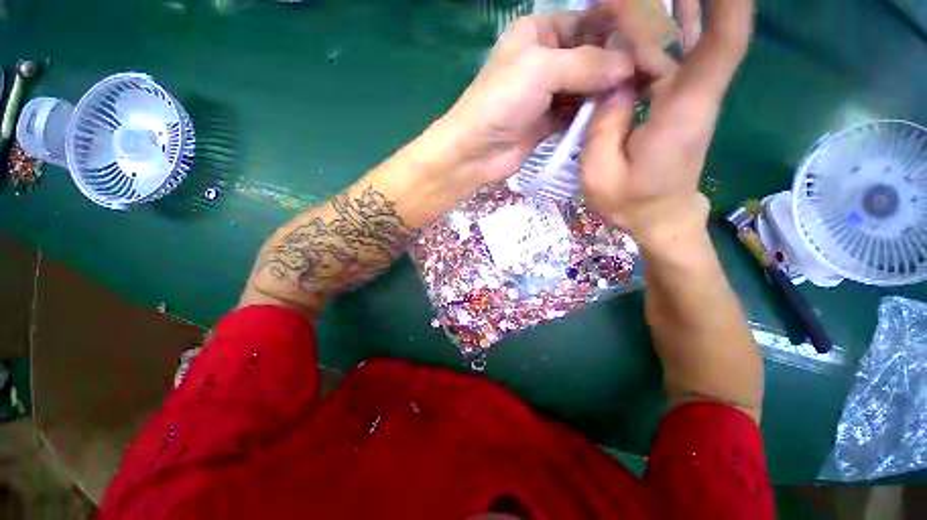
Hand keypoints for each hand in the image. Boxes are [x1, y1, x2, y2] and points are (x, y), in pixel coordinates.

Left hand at [438, 3, 633, 191]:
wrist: (475, 152)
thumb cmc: (500, 103)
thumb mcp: (541, 70)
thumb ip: (586, 63)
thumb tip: (630, 63)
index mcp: (540, 34)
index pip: (588, 22)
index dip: (618, 29)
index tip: (651, 41)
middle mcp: (546, 60)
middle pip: (591, 54)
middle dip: (618, 63)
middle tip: (652, 73)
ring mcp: (548, 93)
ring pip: (587, 85)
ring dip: (608, 90)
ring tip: (639, 93)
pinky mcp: (548, 122)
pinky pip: (577, 112)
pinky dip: (592, 113)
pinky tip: (614, 114)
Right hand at [581, 0, 754, 245]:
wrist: (660, 217)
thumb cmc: (631, 202)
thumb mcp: (601, 173)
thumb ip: (603, 127)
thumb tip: (612, 82)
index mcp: (683, 110)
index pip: (724, 42)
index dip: (729, 1)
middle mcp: (695, 93)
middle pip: (706, 29)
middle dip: (685, 1)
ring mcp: (690, 96)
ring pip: (691, 38)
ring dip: (675, 6)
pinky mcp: (679, 102)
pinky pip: (676, 56)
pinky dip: (665, 31)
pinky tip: (655, 12)